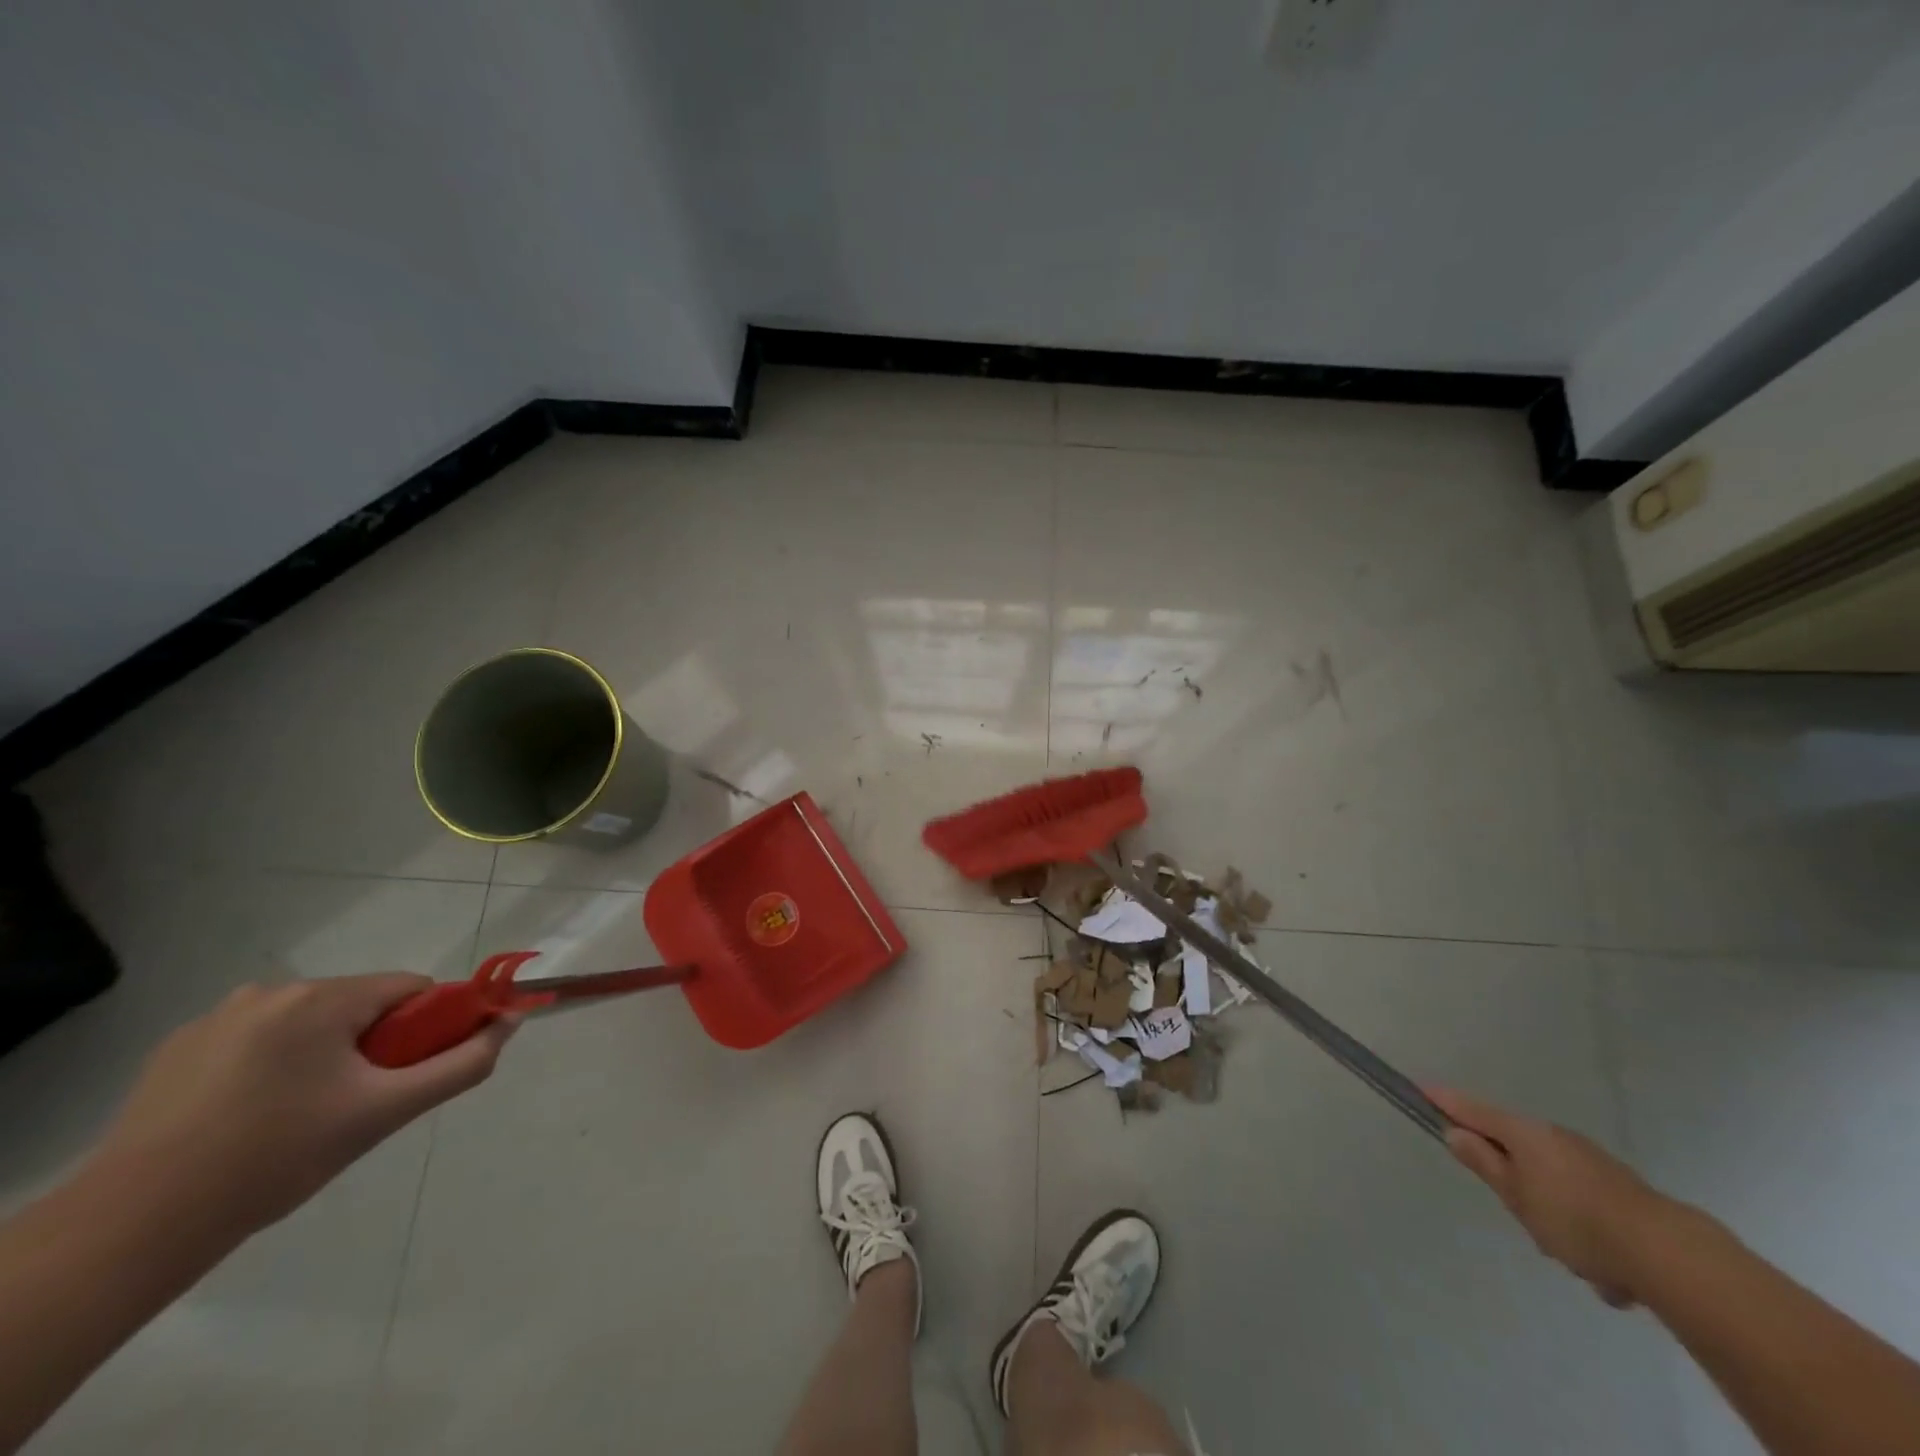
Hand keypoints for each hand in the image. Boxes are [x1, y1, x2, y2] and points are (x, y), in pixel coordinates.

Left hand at [92, 975, 515, 1236]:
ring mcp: (217, 1018)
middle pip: (359, 1005)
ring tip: (302, 1119)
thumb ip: (461, 1064)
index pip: (409, 990)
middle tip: (357, 1105)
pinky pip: (259, 1041)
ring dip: (325, 1056)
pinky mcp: (177, 1049)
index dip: (426, 1028)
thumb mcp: (384, 1113)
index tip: (410, 1074)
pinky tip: (252, 1118)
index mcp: (320, 999)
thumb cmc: (276, 1159)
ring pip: (310, 1024)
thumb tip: (509, 1024)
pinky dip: (274, 1067)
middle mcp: (270, 991)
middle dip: (373, 1046)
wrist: (133, 1228)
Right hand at [1428, 1086, 1672, 1308]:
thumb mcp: (1515, 1195)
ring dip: (1552, 1215)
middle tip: (1520, 1216)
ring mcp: (1592, 1162)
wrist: (1669, 1255)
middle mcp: (1555, 1137)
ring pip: (1551, 1183)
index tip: (1420, 1090)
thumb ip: (1483, 1162)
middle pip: (1515, 1149)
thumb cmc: (1574, 1219)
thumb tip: (1455, 1131)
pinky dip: (1586, 1233)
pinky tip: (1606, 1272)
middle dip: (1512, 1181)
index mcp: (1524, 1133)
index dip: (1444, 1101)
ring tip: (1572, 1257)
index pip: (1471, 1109)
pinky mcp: (1621, 1190)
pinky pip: (1585, 1208)